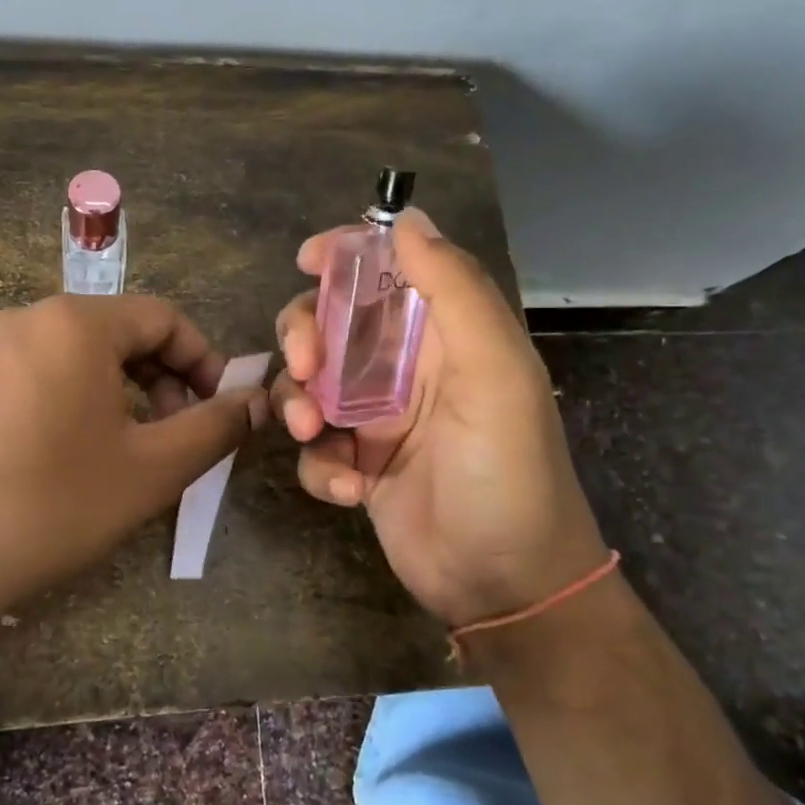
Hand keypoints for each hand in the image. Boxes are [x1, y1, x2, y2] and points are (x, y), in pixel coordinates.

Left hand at [0, 294, 266, 617]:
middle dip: (160, 378)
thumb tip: (256, 401)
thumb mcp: (153, 469)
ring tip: (125, 448)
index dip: (204, 359)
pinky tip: (64, 456)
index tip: (219, 407)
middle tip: (174, 434)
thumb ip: (214, 427)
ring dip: (117, 392)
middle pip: (117, 332)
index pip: (163, 317)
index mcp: (75, 323)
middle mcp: (25, 318)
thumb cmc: (53, 503)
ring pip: (74, 355)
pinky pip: (32, 374)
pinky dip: (69, 400)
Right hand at [271, 209, 607, 626]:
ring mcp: (376, 419)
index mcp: (443, 335)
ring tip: (311, 434)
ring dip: (298, 402)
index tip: (306, 258)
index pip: (389, 271)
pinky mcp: (356, 465)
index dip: (346, 255)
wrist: (506, 585)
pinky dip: (319, 466)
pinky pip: (313, 448)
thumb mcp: (495, 374)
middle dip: (304, 335)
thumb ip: (455, 290)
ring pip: (308, 384)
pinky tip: (349, 492)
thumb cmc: (507, 471)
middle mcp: (404, 368)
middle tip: (305, 366)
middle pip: (329, 323)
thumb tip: (407, 219)